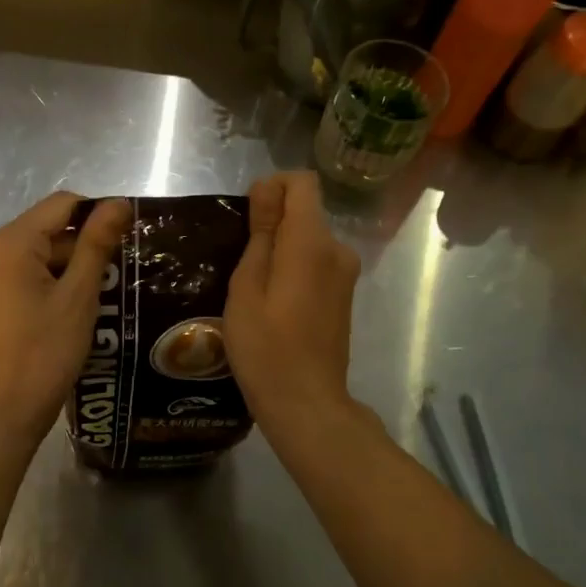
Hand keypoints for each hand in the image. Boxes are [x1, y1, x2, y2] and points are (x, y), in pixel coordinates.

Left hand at [0, 192, 130, 445]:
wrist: (2, 412)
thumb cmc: (44, 352)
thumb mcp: (78, 296)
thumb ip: (97, 244)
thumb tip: (119, 202)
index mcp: (9, 242)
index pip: (63, 204)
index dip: (98, 216)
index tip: (126, 244)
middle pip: (49, 228)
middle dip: (85, 247)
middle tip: (117, 279)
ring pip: (40, 253)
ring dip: (72, 268)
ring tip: (100, 299)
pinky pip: (26, 273)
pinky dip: (53, 283)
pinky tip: (75, 311)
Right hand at [225, 171, 362, 438]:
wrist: (306, 404)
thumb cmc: (265, 347)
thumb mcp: (247, 286)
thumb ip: (260, 233)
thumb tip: (266, 187)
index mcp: (312, 242)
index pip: (302, 182)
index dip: (272, 188)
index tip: (247, 219)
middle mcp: (337, 249)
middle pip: (305, 210)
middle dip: (271, 222)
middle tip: (240, 264)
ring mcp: (345, 274)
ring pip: (308, 238)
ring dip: (280, 248)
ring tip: (252, 287)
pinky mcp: (344, 294)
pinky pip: (316, 261)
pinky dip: (293, 268)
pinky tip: (274, 304)